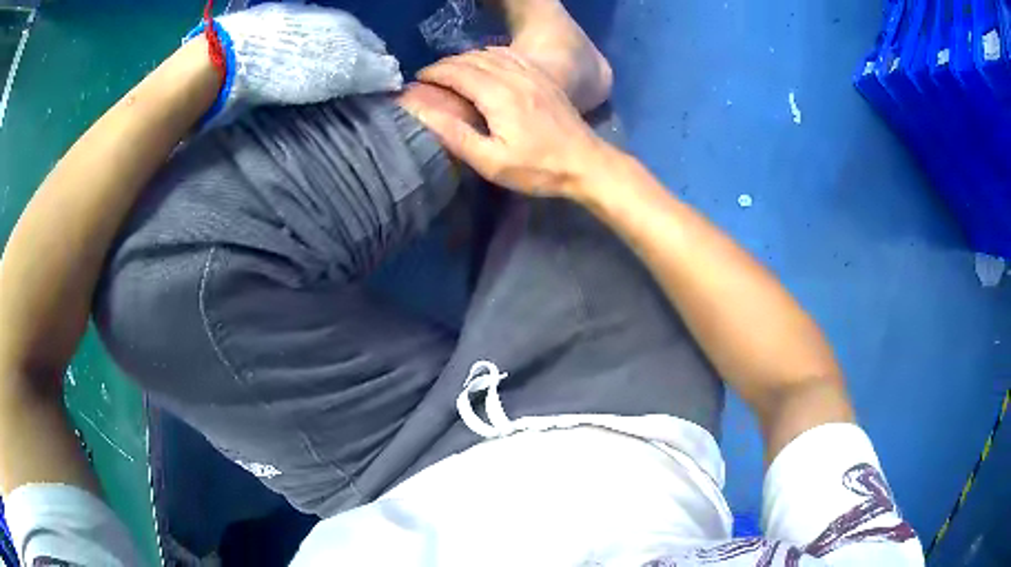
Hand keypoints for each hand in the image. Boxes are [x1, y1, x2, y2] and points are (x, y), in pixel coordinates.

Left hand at [196, 3, 403, 122]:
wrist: (231, 59)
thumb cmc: (290, 64)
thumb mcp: (339, 68)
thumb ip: (370, 70)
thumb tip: (395, 75)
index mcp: (344, 24)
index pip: (372, 44)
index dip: (378, 66)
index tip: (379, 89)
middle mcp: (322, 22)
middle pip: (346, 45)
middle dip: (353, 66)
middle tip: (353, 95)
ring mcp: (294, 28)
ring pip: (320, 49)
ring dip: (327, 68)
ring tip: (327, 92)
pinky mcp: (269, 41)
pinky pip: (295, 56)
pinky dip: (301, 69)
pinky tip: (298, 82)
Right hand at [411, 47, 609, 198]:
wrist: (585, 163)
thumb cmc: (537, 169)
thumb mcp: (492, 162)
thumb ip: (457, 136)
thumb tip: (424, 114)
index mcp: (498, 95)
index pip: (457, 72)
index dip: (434, 73)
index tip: (417, 80)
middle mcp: (514, 76)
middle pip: (472, 59)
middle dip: (446, 64)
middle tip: (430, 76)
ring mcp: (532, 73)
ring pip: (490, 53)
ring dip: (466, 58)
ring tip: (451, 70)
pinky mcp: (543, 77)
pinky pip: (511, 55)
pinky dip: (490, 54)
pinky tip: (485, 62)